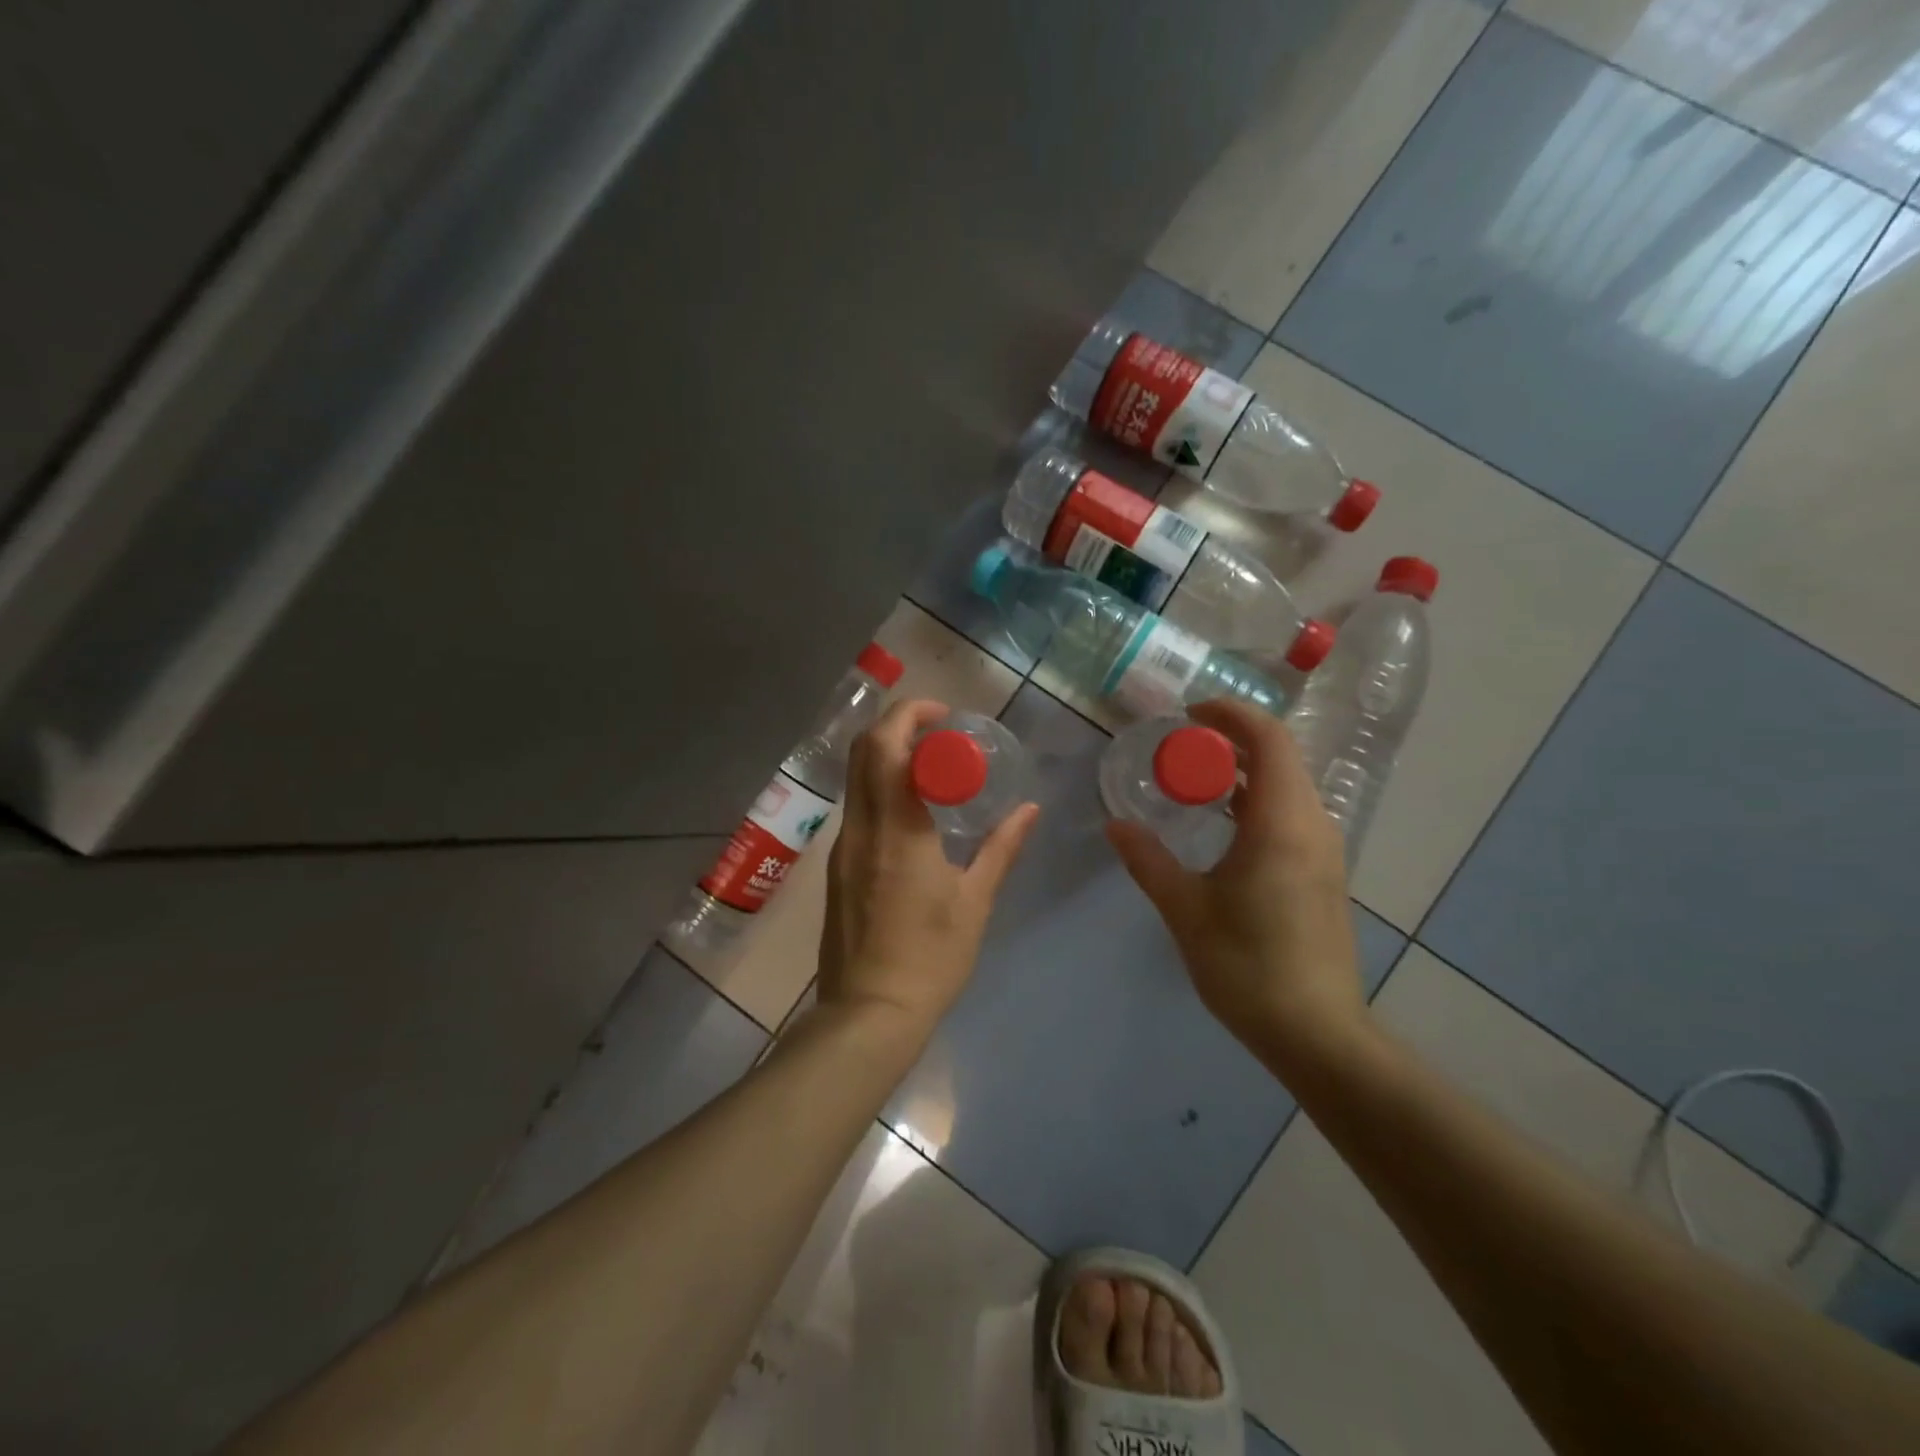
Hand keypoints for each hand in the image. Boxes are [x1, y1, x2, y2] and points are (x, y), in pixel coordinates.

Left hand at [816, 699, 1039, 1044]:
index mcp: (896, 829)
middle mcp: (861, 828)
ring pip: (856, 778)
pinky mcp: (837, 868)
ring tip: (933, 769)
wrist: (869, 1013)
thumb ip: (1001, 848)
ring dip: (888, 757)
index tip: (945, 717)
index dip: (911, 715)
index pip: (886, 746)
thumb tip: (1029, 809)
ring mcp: (843, 848)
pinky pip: (857, 808)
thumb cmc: (930, 958)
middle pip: (863, 751)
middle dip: (897, 726)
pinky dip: (881, 789)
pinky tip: (914, 813)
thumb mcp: (975, 902)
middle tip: (939, 734)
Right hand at [1106, 699, 1365, 1073]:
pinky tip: (1222, 824)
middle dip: (1232, 740)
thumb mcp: (1186, 909)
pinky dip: (1256, 800)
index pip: (1269, 740)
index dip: (1231, 715)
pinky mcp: (1323, 872)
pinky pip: (1291, 813)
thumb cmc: (1248, 966)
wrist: (1317, 1033)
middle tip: (1181, 746)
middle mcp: (1312, 825)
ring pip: (1287, 785)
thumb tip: (1115, 824)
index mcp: (1282, 823)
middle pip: (1280, 757)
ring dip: (1243, 771)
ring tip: (1195, 780)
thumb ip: (1148, 860)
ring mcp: (1324, 850)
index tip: (1189, 714)